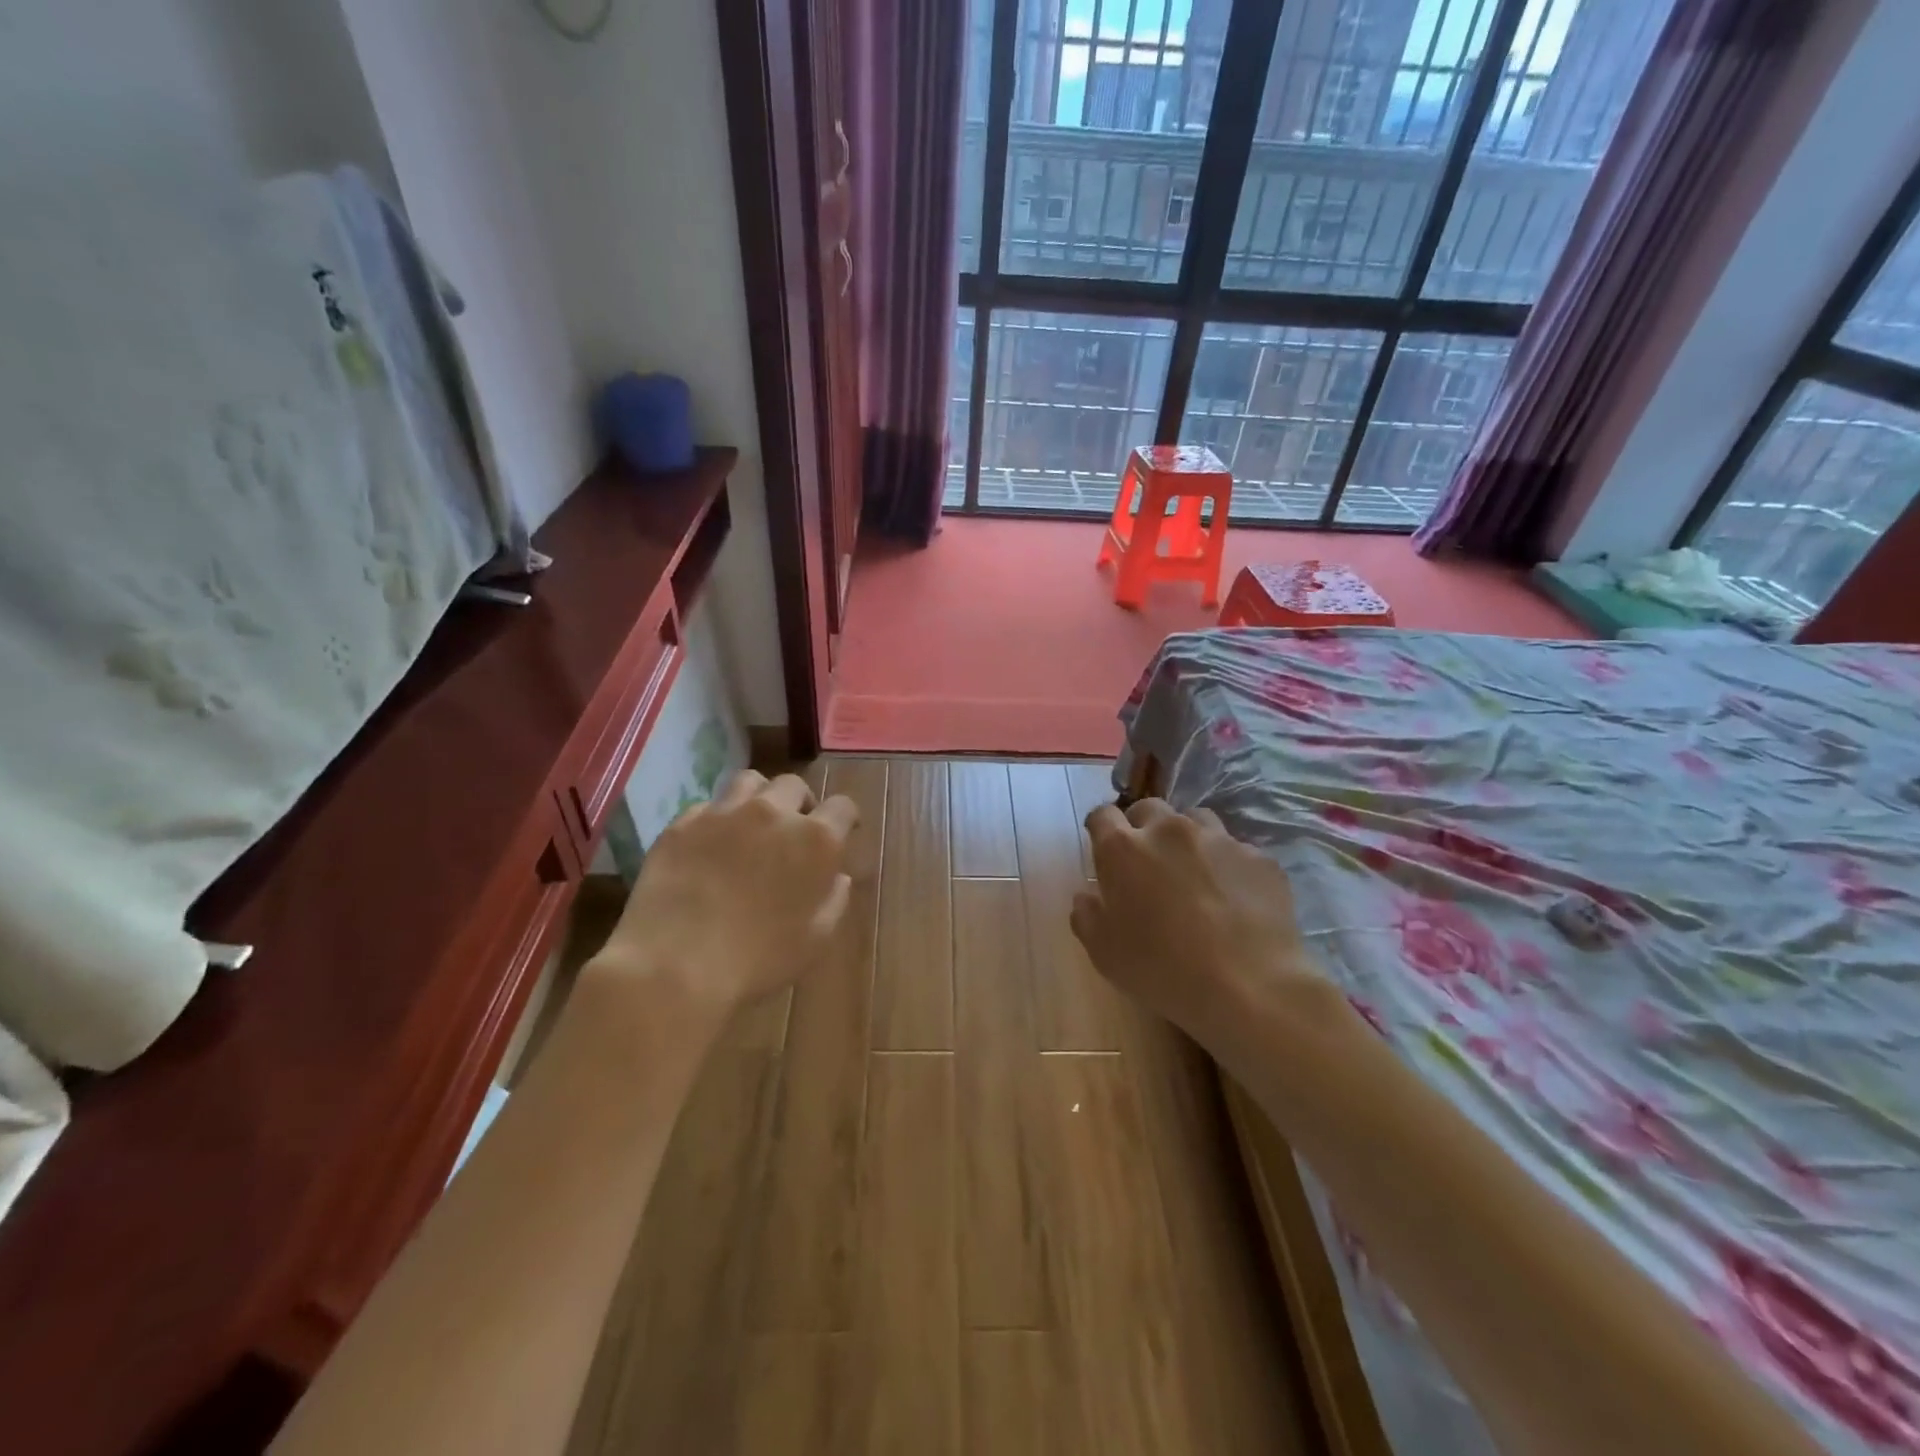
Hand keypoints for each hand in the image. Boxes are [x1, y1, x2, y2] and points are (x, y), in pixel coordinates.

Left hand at [598, 770, 858, 1023]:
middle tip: (793, 831)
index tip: (842, 833)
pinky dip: (717, 819)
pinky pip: (707, 807)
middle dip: (800, 804)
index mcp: (816, 840)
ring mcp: (724, 813)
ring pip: (750, 782)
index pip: (842, 807)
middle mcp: (773, 813)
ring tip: (752, 824)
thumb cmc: (759, 959)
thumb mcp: (815, 940)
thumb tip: (838, 877)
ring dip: (760, 798)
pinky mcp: (683, 823)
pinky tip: (710, 846)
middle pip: (794, 786)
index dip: (845, 818)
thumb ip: (834, 900)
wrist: (675, 966)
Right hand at [1072, 799, 1322, 1053]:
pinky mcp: (1258, 857)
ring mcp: (1218, 839)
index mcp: (1123, 849)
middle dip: (1143, 828)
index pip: (1102, 815)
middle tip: (1148, 864)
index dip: (1101, 830)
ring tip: (1193, 873)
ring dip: (1186, 839)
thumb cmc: (1162, 970)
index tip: (1105, 852)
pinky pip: (1235, 850)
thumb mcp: (1104, 952)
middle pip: (1148, 809)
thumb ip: (1086, 915)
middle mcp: (1169, 831)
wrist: (1249, 988)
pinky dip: (1227, 865)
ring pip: (1195, 820)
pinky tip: (1233, 898)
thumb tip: (1088, 895)